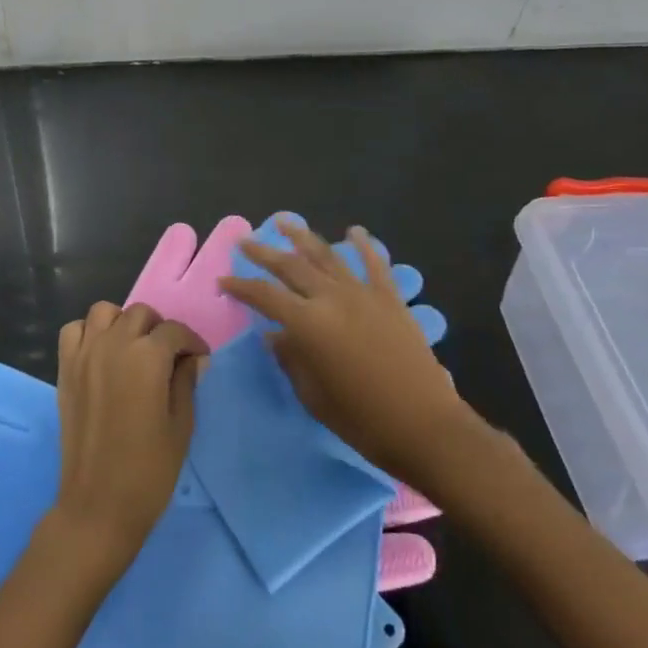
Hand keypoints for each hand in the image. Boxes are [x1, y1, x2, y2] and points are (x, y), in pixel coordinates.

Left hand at [49, 302, 207, 575]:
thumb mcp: (181, 426)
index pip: (174, 331)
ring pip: (104, 312)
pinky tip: (102, 355)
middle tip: (169, 356)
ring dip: (123, 323)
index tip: (199, 359)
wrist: (98, 504)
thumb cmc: (149, 470)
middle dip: (159, 329)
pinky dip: (89, 333)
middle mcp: (114, 344)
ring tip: (134, 349)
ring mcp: (85, 354)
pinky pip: (74, 331)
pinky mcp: (65, 370)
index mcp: (147, 357)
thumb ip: (186, 382)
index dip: (192, 342)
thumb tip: (192, 358)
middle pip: (140, 314)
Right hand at [220, 217, 491, 490]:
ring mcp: (363, 294)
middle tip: (244, 243)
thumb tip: (275, 336)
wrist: (424, 425)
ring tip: (285, 222)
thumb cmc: (361, 419)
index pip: (264, 296)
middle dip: (264, 253)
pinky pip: (374, 264)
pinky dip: (364, 245)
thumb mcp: (313, 394)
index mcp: (308, 323)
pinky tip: (354, 231)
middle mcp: (332, 298)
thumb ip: (291, 359)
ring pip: (327, 256)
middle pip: (291, 267)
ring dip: (304, 237)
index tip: (223, 281)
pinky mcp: (390, 299)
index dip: (241, 287)